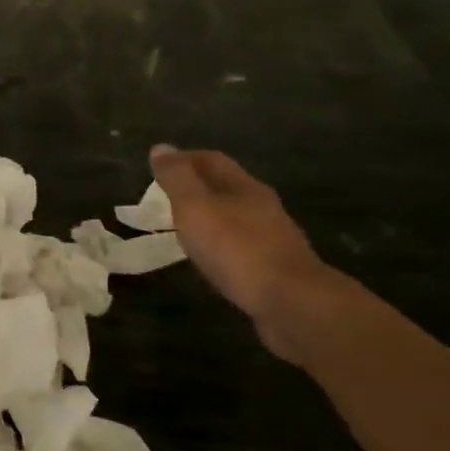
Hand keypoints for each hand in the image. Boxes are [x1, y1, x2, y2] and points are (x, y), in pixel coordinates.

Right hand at [147, 146, 332, 352]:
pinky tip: (210, 258)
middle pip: (226, 186)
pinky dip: (220, 244)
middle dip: (196, 187)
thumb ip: (177, 179)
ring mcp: (273, 238)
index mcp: (244, 186)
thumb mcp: (195, 207)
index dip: (183, 159)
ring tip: (183, 228)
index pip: (211, 160)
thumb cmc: (236, 248)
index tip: (158, 167)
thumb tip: (161, 147)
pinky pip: (241, 245)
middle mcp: (262, 206)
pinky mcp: (275, 268)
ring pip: (235, 216)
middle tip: (165, 197)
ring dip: (209, 217)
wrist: (291, 303)